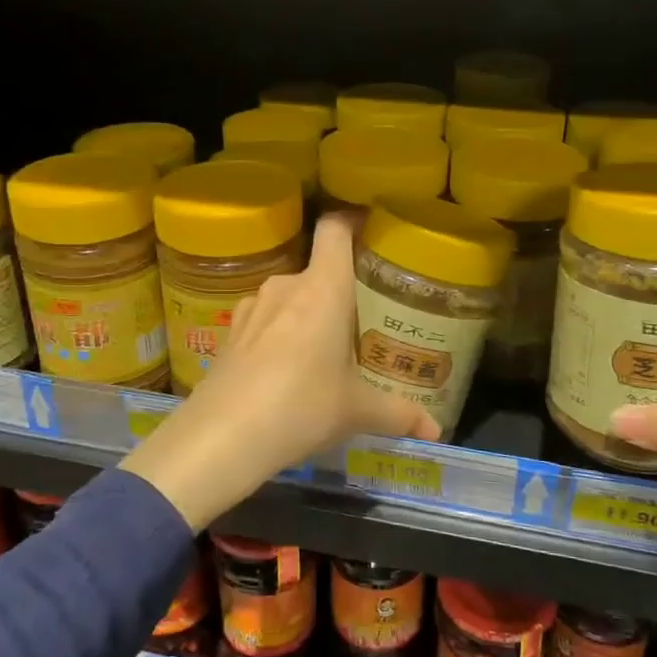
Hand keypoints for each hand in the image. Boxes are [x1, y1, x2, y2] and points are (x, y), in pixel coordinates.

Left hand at [121, 214, 438, 529]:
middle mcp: (285, 286)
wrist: (222, 436)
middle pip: (316, 270)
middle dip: (337, 290)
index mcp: (323, 288)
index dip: (351, 220)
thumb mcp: (356, 411)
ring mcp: (252, 307)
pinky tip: (283, 370)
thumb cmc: (302, 406)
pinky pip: (264, 321)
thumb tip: (435, 430)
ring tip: (321, 349)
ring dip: (305, 314)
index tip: (369, 228)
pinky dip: (278, 335)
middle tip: (358, 319)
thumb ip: (397, 413)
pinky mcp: (229, 332)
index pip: (335, 229)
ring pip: (288, 297)